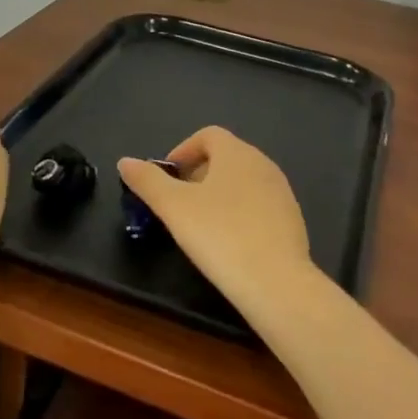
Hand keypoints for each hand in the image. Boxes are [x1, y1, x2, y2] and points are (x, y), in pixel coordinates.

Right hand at [117, 127, 319, 311]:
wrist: (276, 282)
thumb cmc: (220, 235)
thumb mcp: (174, 207)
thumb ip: (148, 181)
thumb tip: (125, 161)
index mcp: (236, 153)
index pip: (208, 135)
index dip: (183, 151)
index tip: (168, 178)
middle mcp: (263, 164)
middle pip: (226, 156)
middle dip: (198, 173)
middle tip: (179, 203)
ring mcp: (281, 192)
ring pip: (243, 181)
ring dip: (219, 194)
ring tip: (201, 224)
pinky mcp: (292, 219)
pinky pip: (259, 205)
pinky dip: (239, 213)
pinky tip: (229, 242)